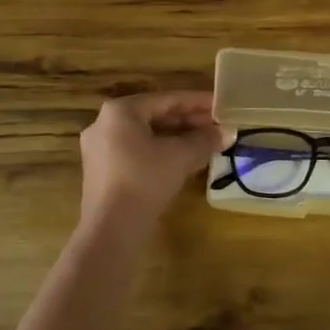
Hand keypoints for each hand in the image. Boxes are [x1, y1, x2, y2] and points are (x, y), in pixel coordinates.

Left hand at [79, 91, 225, 224]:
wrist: (111, 229)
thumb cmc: (145, 180)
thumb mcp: (180, 156)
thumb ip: (205, 140)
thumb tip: (228, 132)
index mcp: (120, 111)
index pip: (167, 99)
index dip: (197, 102)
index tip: (221, 104)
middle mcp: (105, 123)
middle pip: (155, 116)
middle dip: (188, 122)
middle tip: (218, 125)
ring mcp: (101, 149)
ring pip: (147, 136)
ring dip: (177, 138)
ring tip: (207, 142)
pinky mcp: (103, 172)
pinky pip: (138, 152)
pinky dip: (162, 152)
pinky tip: (185, 160)